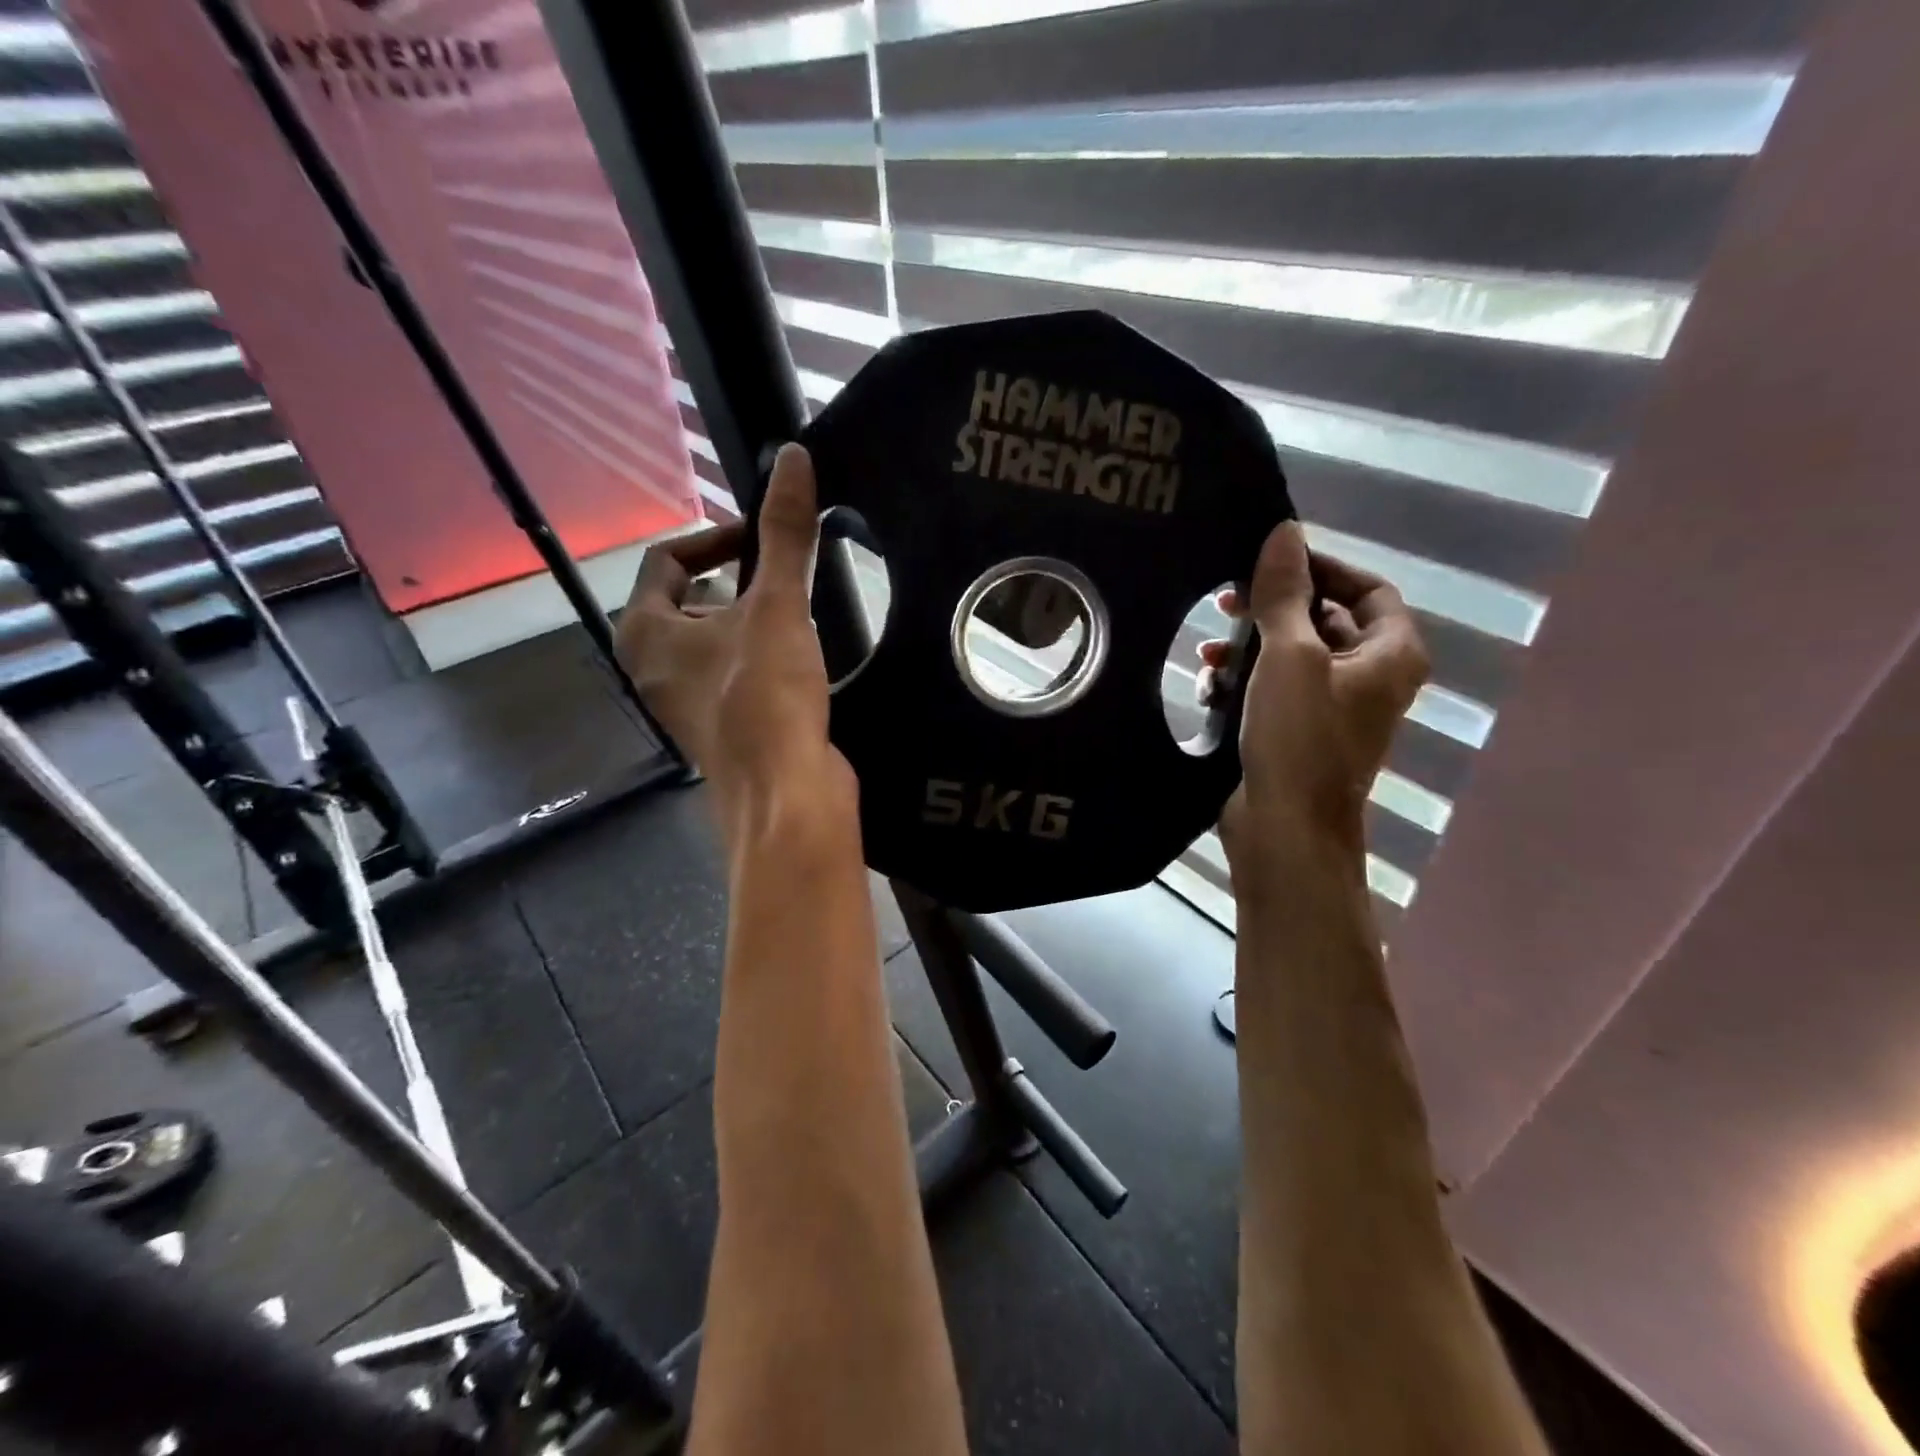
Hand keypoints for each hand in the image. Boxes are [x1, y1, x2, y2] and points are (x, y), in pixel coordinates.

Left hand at [616, 444, 853, 840]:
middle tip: (784, 575)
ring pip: (712, 639)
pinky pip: (732, 672)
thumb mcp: (778, 605)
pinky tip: (799, 660)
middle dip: (736, 579)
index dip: (718, 537)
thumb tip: (792, 456)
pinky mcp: (720, 729)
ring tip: (797, 613)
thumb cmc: (765, 694)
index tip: (765, 538)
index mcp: (643, 632)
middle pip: (688, 599)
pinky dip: (759, 655)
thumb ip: (784, 532)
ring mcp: (683, 704)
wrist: (785, 793)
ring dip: (751, 618)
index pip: (668, 560)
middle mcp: (651, 668)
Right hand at [1201, 522, 1428, 888]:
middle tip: (1227, 599)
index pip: (1366, 588)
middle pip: (1325, 620)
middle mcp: (1371, 677)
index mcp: (1390, 654)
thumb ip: (1286, 593)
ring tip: (1207, 648)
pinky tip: (1209, 685)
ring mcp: (1335, 708)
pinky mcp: (1300, 733)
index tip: (1270, 562)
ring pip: (1294, 656)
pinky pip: (1277, 689)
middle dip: (1274, 609)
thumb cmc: (1299, 738)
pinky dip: (1246, 681)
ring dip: (1251, 647)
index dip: (1321, 568)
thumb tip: (1285, 532)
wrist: (1286, 830)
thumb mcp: (1290, 655)